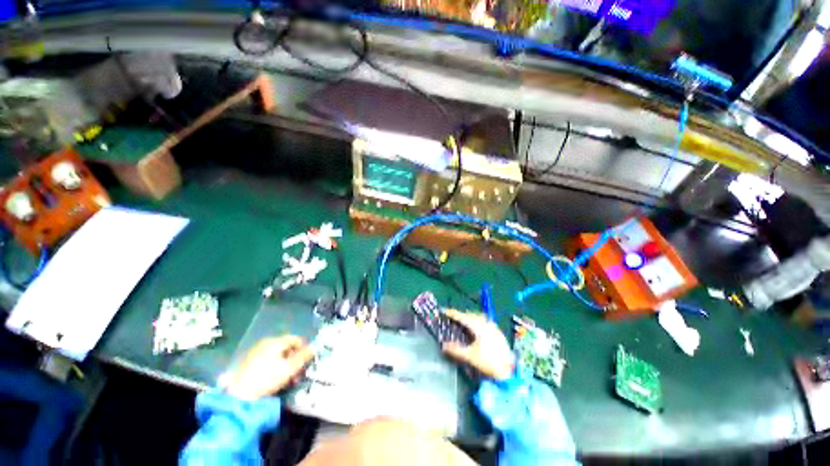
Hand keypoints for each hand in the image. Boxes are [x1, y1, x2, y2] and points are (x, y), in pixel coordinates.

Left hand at [226, 335, 314, 400]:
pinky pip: (266, 360)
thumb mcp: (290, 368)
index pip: (296, 339)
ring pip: (276, 354)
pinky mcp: (247, 362)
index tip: (306, 361)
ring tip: (287, 378)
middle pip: (286, 347)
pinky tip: (274, 379)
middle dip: (294, 358)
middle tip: (297, 372)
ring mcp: (254, 352)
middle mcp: (265, 343)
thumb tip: (314, 348)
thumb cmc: (267, 379)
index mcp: (275, 341)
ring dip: (285, 364)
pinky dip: (274, 366)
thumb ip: (303, 357)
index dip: (304, 348)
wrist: (239, 396)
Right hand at [442, 310, 514, 380]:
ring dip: (469, 317)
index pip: (462, 316)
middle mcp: (485, 323)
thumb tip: (443, 345)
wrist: (509, 370)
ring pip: (478, 317)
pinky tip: (476, 328)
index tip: (444, 311)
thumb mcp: (470, 356)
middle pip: (470, 315)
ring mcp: (493, 326)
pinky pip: (484, 321)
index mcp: (478, 326)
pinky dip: (477, 321)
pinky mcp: (498, 331)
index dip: (452, 313)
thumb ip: (456, 350)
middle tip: (452, 317)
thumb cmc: (488, 362)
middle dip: (461, 315)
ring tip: (463, 322)